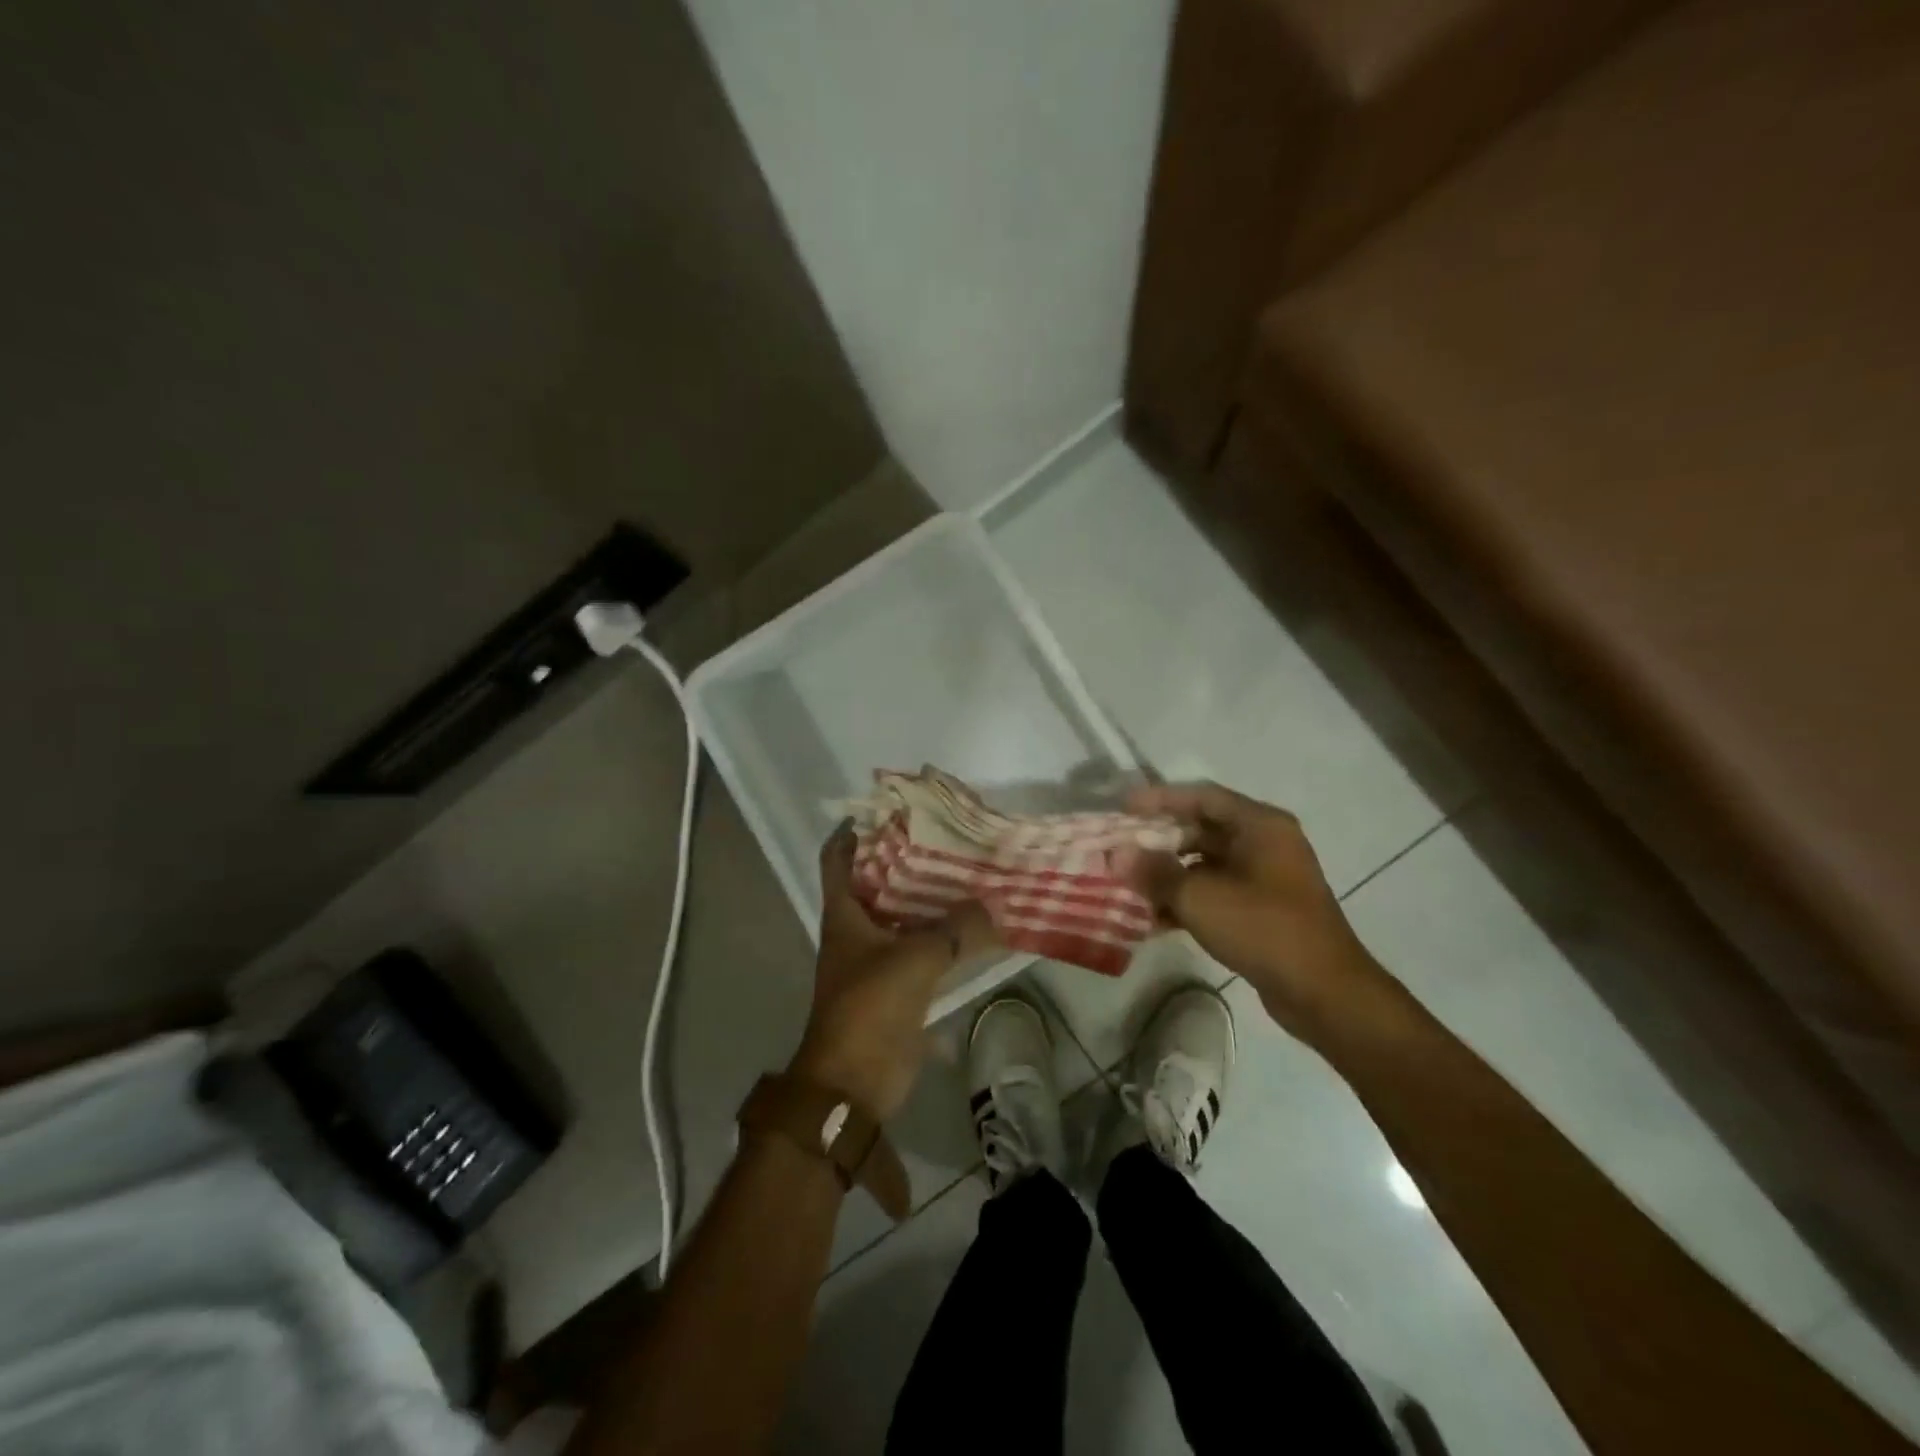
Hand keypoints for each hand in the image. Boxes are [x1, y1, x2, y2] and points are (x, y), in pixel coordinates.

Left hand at [787, 823, 994, 1121]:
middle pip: (878, 885)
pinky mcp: (897, 989)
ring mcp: (876, 961)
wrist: (854, 1084)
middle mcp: (856, 931)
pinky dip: (945, 942)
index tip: (885, 810)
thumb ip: (954, 931)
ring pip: (904, 919)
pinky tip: (976, 929)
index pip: (838, 859)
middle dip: (907, 862)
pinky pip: (923, 954)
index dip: (853, 832)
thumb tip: (992, 908)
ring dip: (931, 902)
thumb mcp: (914, 961)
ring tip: (968, 875)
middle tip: (945, 838)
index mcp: (844, 915)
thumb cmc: (869, 1008)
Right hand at [1128, 782, 1402, 1043]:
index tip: (1122, 809)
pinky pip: (1214, 894)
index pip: (1201, 796)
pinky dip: (1185, 902)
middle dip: (1158, 841)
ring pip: (1204, 865)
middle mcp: (1264, 843)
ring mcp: (1264, 878)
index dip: (1159, 799)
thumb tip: (1117, 855)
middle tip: (1119, 849)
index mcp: (1259, 825)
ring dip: (1167, 875)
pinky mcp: (1261, 911)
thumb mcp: (1200, 897)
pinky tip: (1151, 920)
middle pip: (1201, 829)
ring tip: (1127, 886)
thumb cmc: (1264, 929)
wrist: (1324, 994)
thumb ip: (1155, 872)